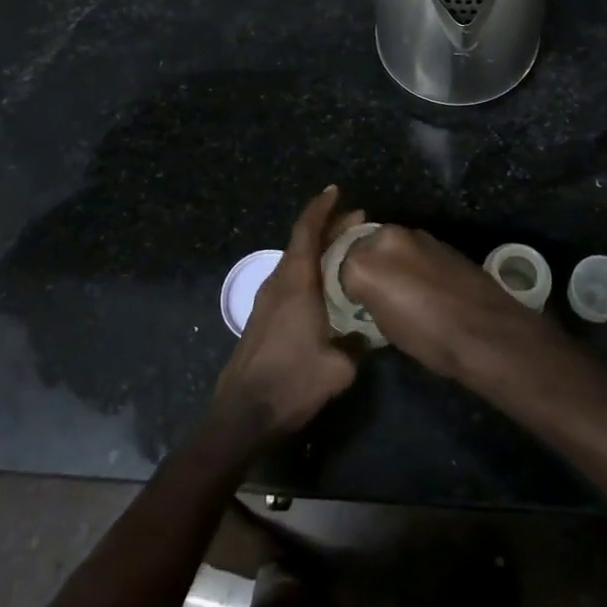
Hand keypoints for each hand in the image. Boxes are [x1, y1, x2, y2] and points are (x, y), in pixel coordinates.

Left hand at [213, 186, 365, 441]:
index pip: (306, 232)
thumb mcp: (339, 367)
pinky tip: (326, 287)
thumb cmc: (292, 383)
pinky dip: (310, 271)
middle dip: (328, 228)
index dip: (321, 208)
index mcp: (295, 283)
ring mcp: (266, 301)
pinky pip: (290, 281)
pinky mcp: (263, 319)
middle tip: (357, 222)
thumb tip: (364, 334)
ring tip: (347, 252)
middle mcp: (278, 283)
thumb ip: (356, 343)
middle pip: (302, 243)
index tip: (335, 191)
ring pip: (295, 262)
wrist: (243, 415)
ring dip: (319, 251)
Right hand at [338, 224, 532, 380]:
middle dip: (366, 264)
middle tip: (373, 293)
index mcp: (365, 261)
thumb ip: (367, 297)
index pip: (339, 263)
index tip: (352, 301)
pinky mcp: (441, 241)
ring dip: (391, 261)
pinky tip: (423, 286)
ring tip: (400, 291)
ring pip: (391, 245)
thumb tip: (368, 293)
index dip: (345, 284)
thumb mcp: (383, 327)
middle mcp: (388, 238)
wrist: (486, 332)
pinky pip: (414, 249)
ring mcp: (418, 236)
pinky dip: (412, 262)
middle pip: (364, 246)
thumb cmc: (429, 338)